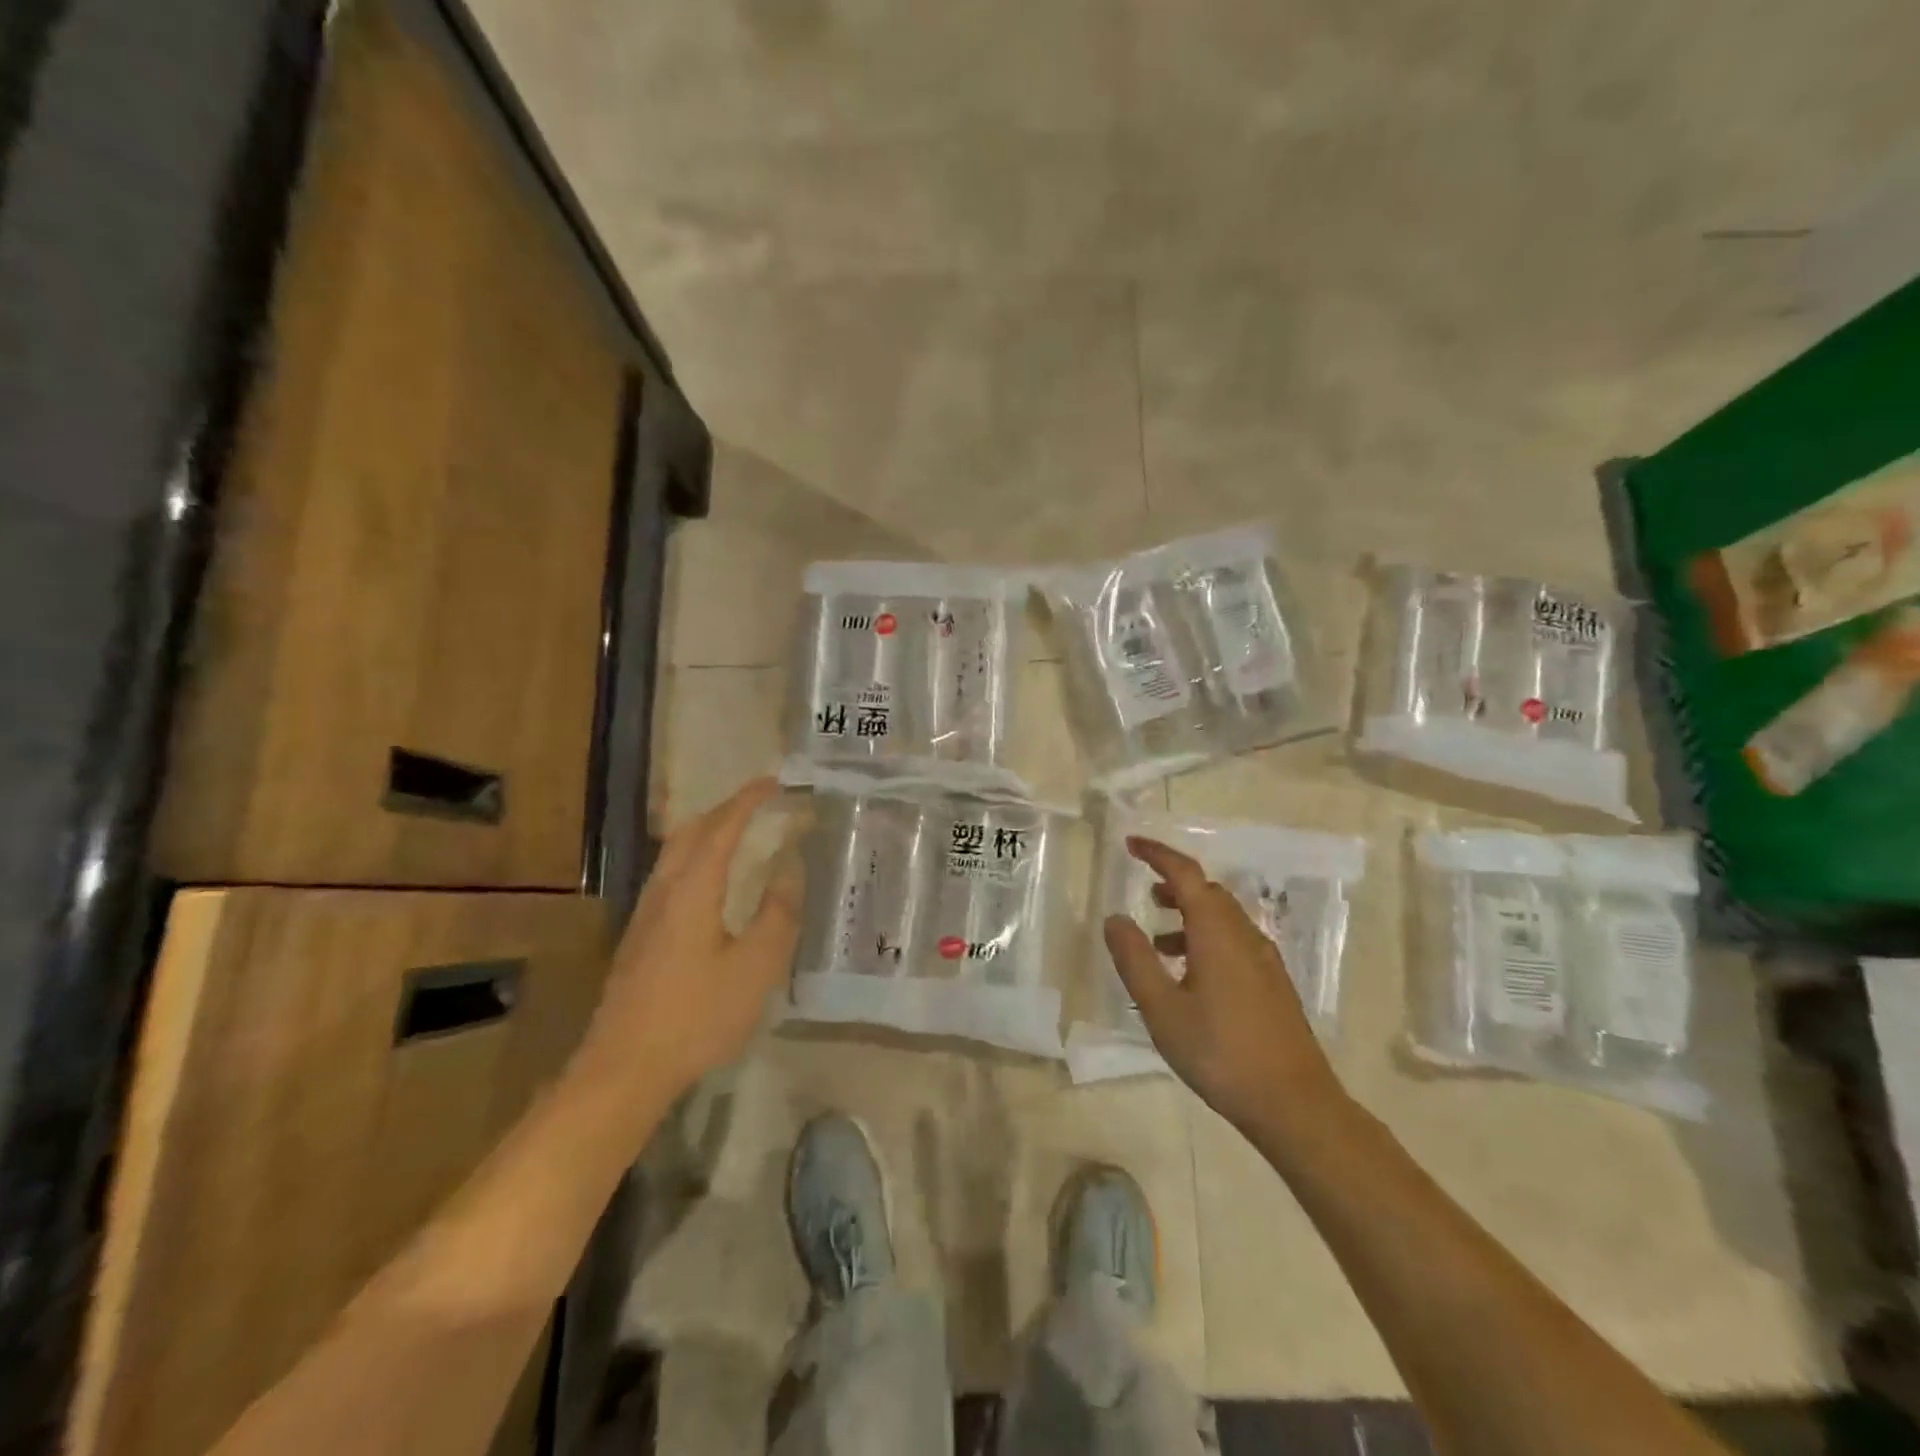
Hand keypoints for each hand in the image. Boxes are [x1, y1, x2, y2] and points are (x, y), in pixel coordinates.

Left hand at [577, 778, 801, 1101]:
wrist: (623, 1069)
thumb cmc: (697, 1016)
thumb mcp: (755, 966)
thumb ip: (777, 913)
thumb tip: (790, 867)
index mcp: (692, 890)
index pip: (722, 827)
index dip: (748, 800)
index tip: (774, 782)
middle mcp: (663, 891)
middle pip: (690, 832)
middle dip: (725, 810)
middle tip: (759, 804)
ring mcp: (645, 915)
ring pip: (675, 854)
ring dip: (707, 833)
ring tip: (739, 835)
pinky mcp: (639, 938)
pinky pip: (670, 876)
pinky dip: (696, 859)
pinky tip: (711, 886)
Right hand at [1104, 836, 1344, 1130]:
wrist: (1294, 1104)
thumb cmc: (1220, 1052)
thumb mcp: (1163, 1009)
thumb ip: (1135, 959)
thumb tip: (1115, 918)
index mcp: (1217, 932)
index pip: (1186, 874)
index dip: (1158, 854)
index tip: (1131, 844)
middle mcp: (1245, 936)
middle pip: (1208, 893)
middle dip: (1174, 884)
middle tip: (1144, 891)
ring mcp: (1264, 960)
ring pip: (1223, 919)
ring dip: (1189, 915)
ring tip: (1158, 940)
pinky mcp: (1273, 984)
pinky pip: (1234, 942)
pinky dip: (1206, 939)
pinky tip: (1190, 976)